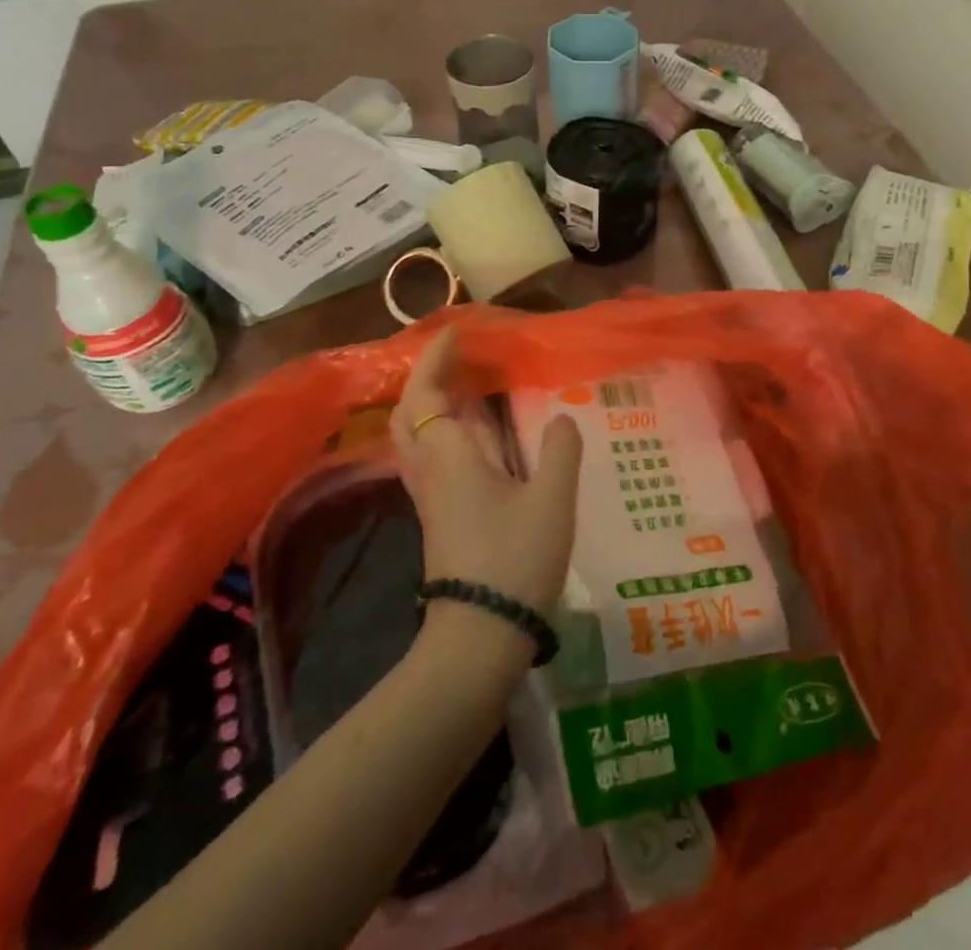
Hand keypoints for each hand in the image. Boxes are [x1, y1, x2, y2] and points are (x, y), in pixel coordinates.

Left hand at [392, 328, 582, 617]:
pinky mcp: (439, 517)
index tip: (456, 333)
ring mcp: (430, 496)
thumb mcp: (552, 500)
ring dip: (431, 403)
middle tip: (457, 359)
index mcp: (451, 456)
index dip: (436, 358)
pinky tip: (474, 437)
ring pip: (414, 436)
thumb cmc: (514, 559)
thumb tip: (562, 419)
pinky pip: (430, 457)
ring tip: (466, 388)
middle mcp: (431, 470)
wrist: (479, 637)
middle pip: (408, 412)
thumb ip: (560, 451)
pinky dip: (442, 431)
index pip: (426, 393)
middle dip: (425, 378)